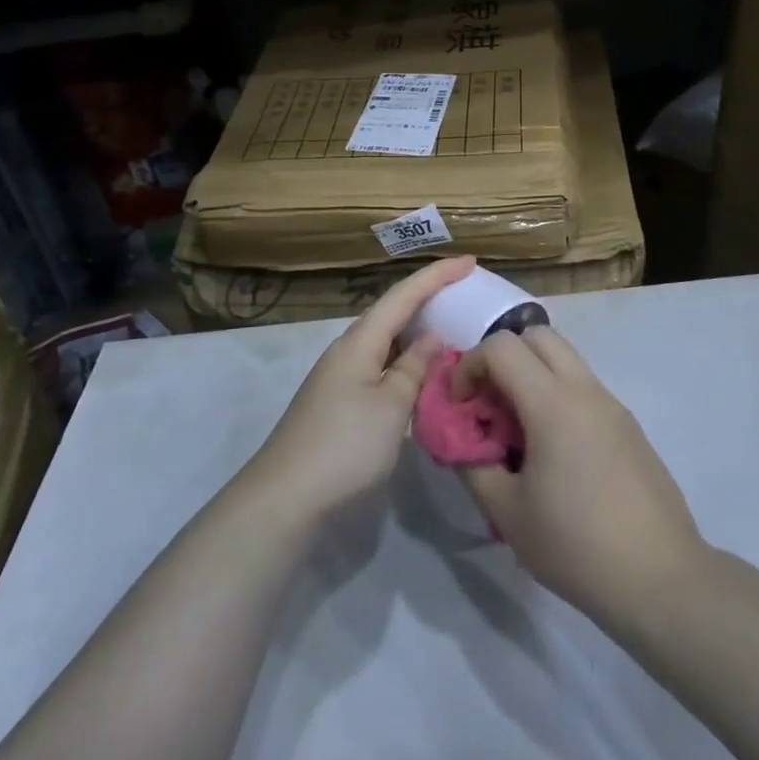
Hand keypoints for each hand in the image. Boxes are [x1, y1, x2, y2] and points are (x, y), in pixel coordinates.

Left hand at [251, 256, 475, 520]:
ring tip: (454, 330)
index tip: (471, 261)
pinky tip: (423, 375)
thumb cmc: (345, 445)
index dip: (437, 276)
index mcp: (360, 341)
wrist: (286, 498)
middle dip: (428, 299)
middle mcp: (348, 351)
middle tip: (467, 295)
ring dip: (418, 333)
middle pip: (392, 313)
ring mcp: (341, 378)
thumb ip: (414, 368)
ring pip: (387, 343)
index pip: (403, 295)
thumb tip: (432, 338)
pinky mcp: (340, 404)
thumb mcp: (392, 405)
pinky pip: (381, 367)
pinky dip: (407, 362)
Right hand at [452, 328, 705, 626]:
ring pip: (565, 358)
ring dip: (531, 375)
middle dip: (502, 357)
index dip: (469, 366)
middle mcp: (586, 390)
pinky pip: (584, 387)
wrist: (660, 578)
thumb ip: (472, 463)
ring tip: (517, 429)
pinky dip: (557, 395)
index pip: (502, 346)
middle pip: (537, 335)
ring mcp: (613, 405)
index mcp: (554, 403)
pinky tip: (553, 451)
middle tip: (488, 403)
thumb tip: (459, 438)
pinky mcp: (629, 425)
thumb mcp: (506, 512)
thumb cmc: (575, 546)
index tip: (461, 407)